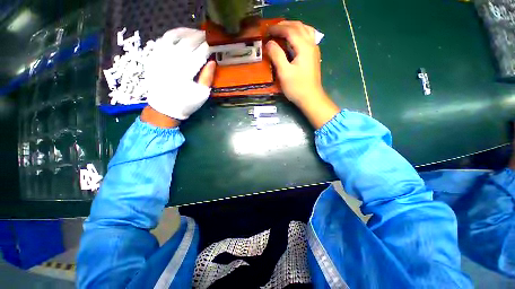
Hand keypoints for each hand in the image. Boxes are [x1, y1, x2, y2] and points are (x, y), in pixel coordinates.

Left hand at [144, 28, 215, 124]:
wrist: (164, 108)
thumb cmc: (186, 103)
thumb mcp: (202, 94)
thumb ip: (207, 77)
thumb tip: (213, 62)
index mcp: (186, 73)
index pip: (199, 54)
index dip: (208, 47)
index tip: (214, 44)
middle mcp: (172, 62)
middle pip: (187, 43)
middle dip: (199, 37)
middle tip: (207, 35)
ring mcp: (160, 57)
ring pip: (173, 37)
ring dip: (185, 31)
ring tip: (194, 31)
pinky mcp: (153, 57)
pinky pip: (162, 40)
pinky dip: (172, 34)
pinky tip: (179, 34)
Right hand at [267, 21, 338, 128]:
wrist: (311, 98)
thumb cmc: (297, 87)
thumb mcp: (284, 73)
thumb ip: (276, 55)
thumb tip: (269, 43)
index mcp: (304, 47)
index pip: (290, 30)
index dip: (277, 29)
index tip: (266, 32)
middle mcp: (311, 44)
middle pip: (298, 27)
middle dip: (285, 25)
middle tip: (272, 30)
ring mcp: (314, 50)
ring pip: (305, 30)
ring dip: (293, 27)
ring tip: (282, 31)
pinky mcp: (313, 56)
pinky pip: (307, 37)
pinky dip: (299, 33)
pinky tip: (294, 39)